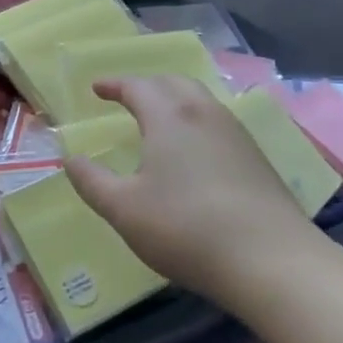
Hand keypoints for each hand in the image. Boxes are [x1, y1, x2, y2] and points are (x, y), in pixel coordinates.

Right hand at [63, 76, 321, 302]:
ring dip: (174, 99)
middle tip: (127, 97)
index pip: (137, 86)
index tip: (96, 88)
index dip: (114, 84)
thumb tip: (70, 159)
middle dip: (146, 84)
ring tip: (159, 118)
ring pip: (200, 99)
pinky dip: (195, 120)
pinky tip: (194, 149)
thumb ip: (92, 181)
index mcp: (169, 116)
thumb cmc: (185, 228)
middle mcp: (204, 113)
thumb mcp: (124, 209)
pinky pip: (217, 122)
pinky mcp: (256, 157)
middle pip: (173, 82)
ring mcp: (236, 133)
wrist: (271, 260)